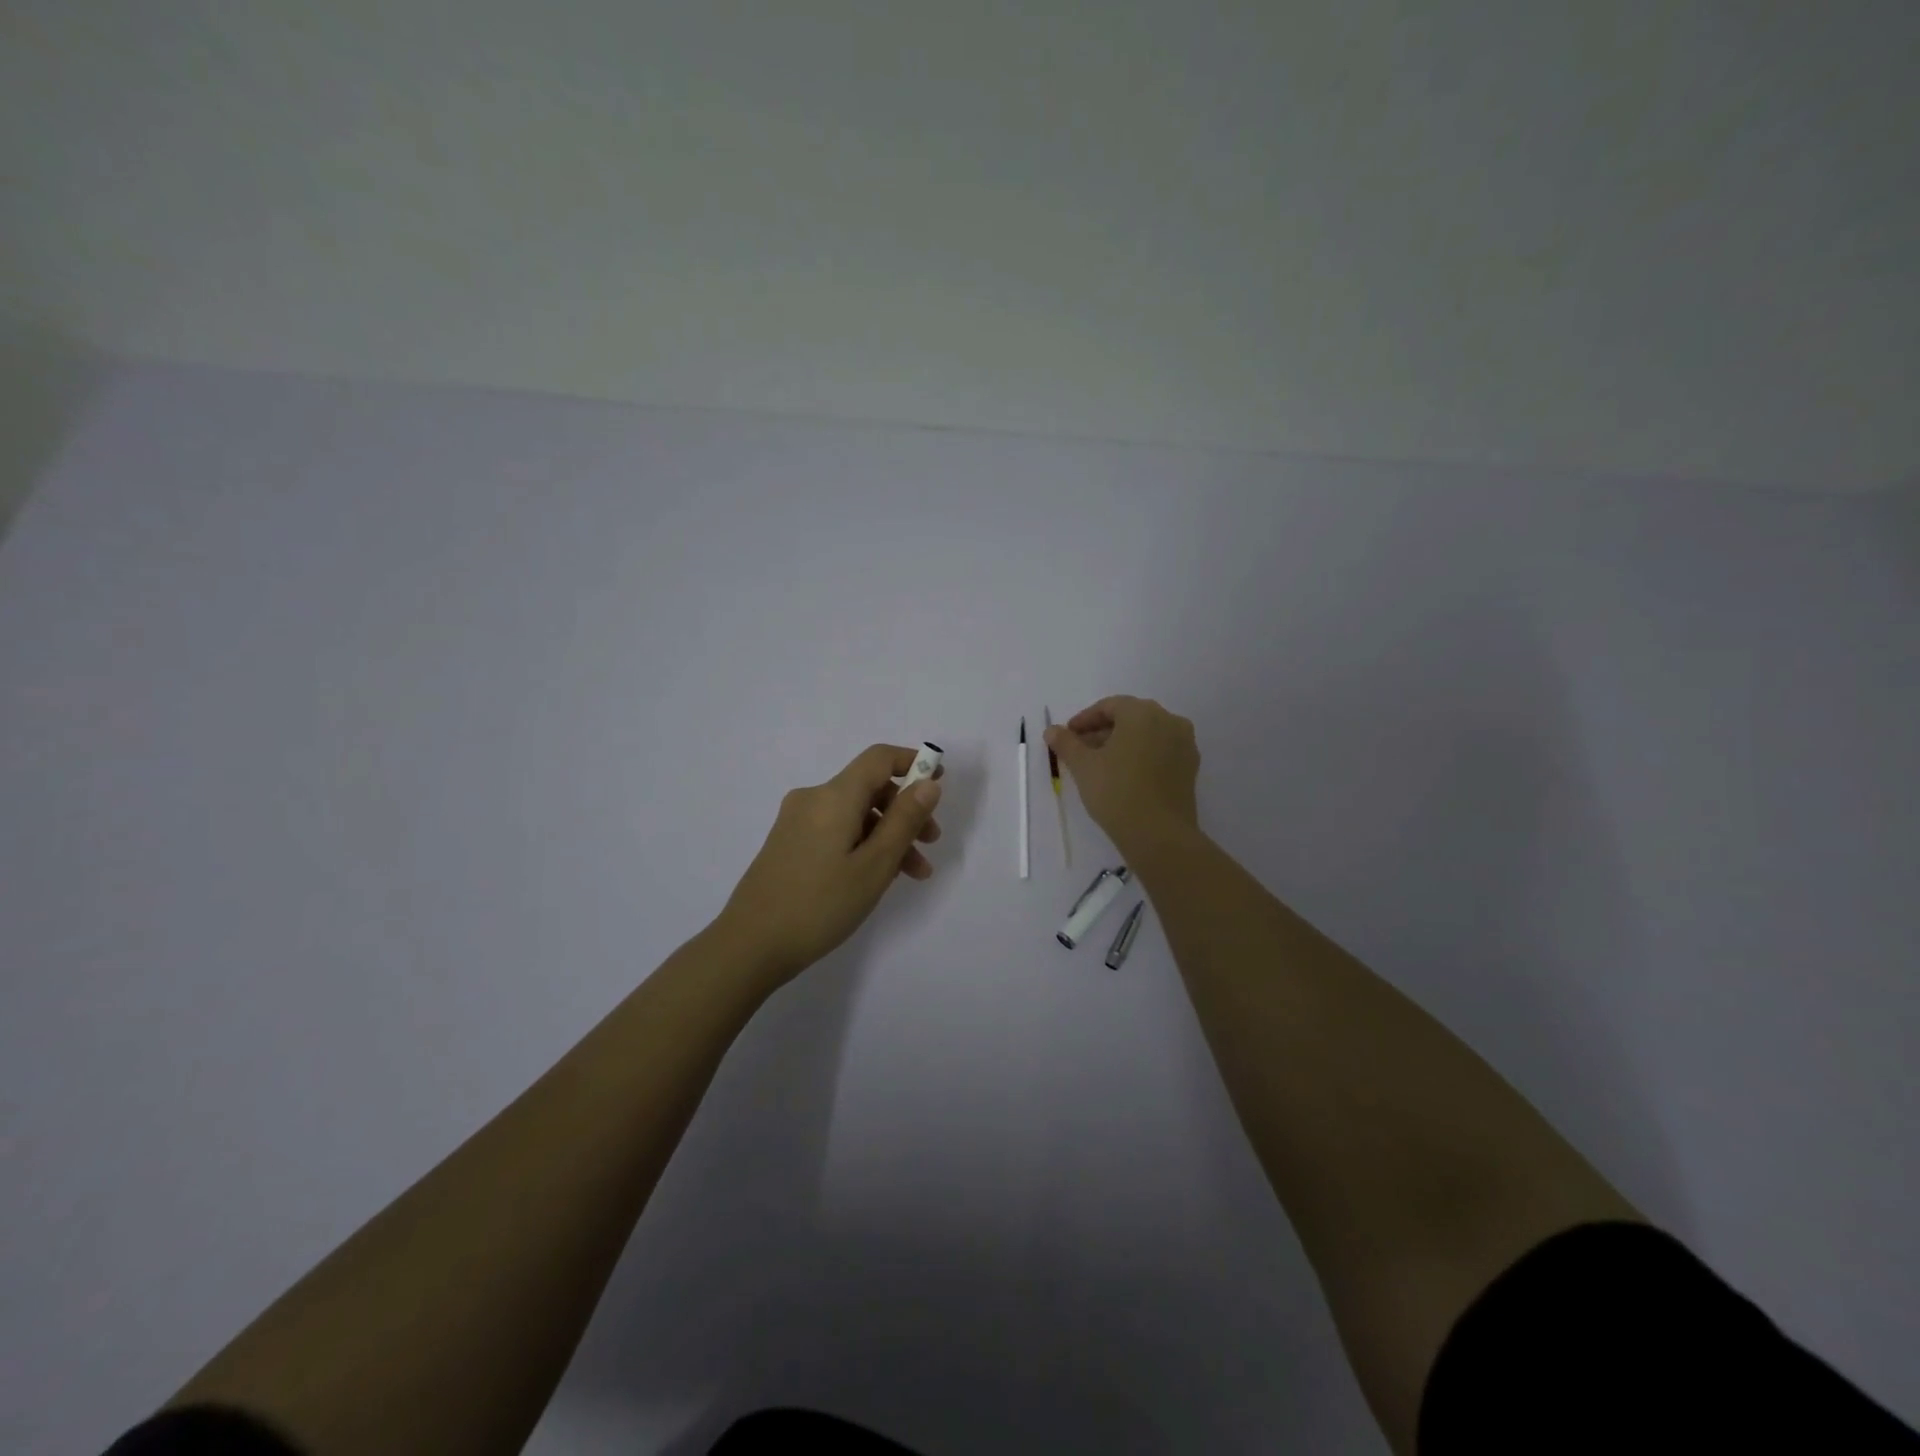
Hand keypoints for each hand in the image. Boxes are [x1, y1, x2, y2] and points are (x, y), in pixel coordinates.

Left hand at [716, 743, 944, 983]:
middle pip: (869, 788)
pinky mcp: (788, 844)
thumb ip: (904, 821)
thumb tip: (928, 783)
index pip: (878, 759)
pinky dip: (863, 844)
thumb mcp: (874, 866)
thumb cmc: (819, 905)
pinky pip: (836, 830)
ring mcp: (796, 822)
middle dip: (905, 810)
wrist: (749, 946)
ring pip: (854, 814)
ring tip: (913, 874)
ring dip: (887, 835)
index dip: (912, 762)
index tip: (939, 781)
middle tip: (931, 844)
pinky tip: (876, 877)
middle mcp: (812, 799)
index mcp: (833, 797)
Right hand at [1046, 696, 1200, 854]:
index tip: (1068, 735)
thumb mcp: (1083, 766)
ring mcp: (1184, 744)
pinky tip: (1124, 775)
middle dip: (1103, 731)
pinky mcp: (1190, 767)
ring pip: (1147, 735)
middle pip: (1130, 718)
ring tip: (1100, 764)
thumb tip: (1052, 730)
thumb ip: (1066, 743)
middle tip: (1081, 749)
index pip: (1109, 706)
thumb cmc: (1116, 791)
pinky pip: (1160, 751)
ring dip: (1122, 743)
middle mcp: (1169, 720)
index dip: (1085, 719)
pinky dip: (1141, 756)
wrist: (1159, 834)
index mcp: (1143, 713)